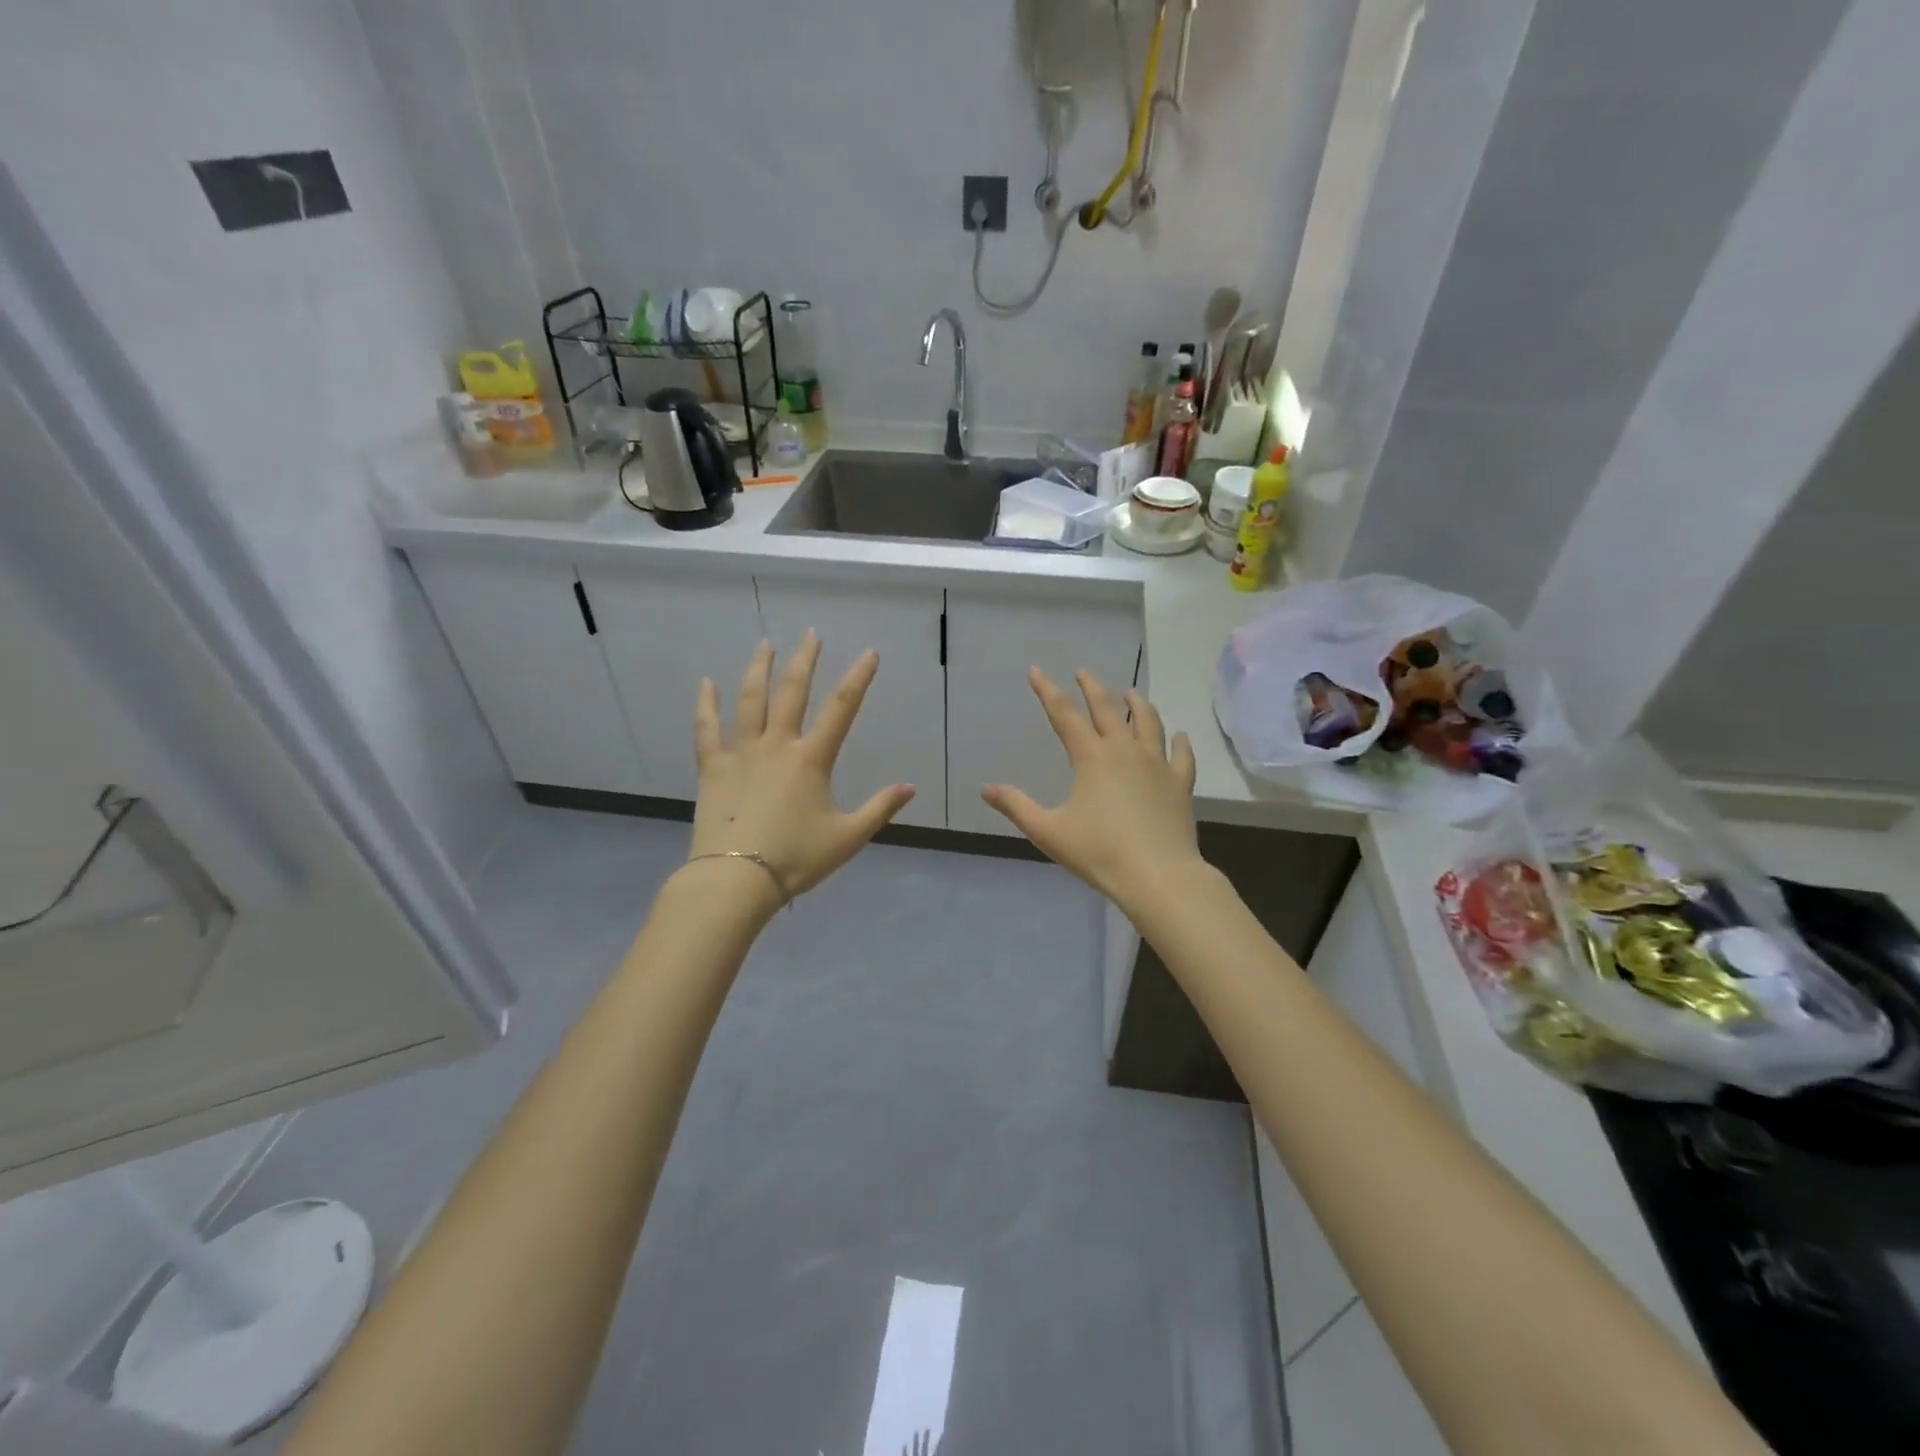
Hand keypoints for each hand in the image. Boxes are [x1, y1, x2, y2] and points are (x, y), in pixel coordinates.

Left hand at [688, 634, 915, 900]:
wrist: (737, 878)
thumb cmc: (797, 858)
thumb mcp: (848, 837)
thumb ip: (880, 809)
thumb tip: (910, 787)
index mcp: (812, 759)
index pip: (842, 709)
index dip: (859, 678)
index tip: (869, 652)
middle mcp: (777, 745)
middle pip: (793, 692)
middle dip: (805, 661)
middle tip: (811, 634)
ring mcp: (741, 753)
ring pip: (750, 701)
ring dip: (759, 670)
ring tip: (765, 644)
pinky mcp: (713, 768)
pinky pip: (707, 729)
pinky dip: (706, 705)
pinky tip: (706, 683)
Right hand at [981, 668, 1206, 911]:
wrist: (1158, 875)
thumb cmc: (1098, 852)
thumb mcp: (1048, 831)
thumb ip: (1016, 806)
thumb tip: (985, 788)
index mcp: (1091, 757)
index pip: (1064, 714)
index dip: (1047, 690)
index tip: (1036, 671)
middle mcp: (1124, 750)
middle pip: (1107, 708)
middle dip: (1092, 687)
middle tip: (1083, 672)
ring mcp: (1157, 764)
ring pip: (1148, 722)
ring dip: (1138, 705)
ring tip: (1132, 693)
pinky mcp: (1180, 783)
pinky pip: (1181, 755)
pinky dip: (1180, 742)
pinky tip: (1180, 736)